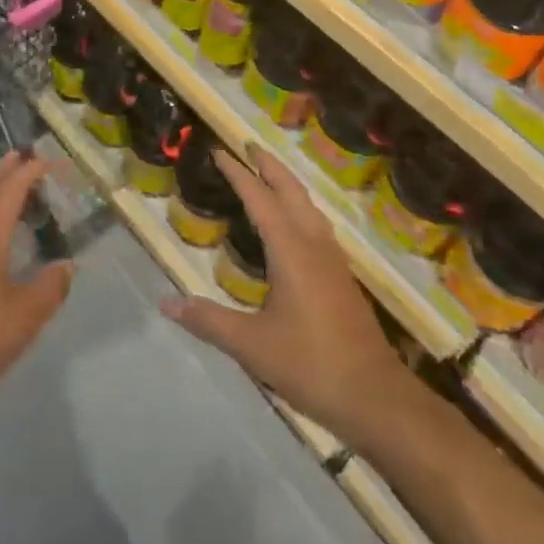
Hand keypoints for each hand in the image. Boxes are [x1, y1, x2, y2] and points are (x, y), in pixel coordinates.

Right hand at [161, 145, 402, 439]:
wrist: (376, 398)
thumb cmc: (311, 364)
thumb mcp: (252, 345)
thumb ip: (208, 320)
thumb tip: (166, 302)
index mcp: (290, 250)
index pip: (260, 198)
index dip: (238, 173)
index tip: (220, 151)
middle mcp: (313, 244)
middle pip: (291, 191)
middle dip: (268, 165)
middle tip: (248, 145)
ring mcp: (333, 260)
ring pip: (308, 206)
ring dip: (287, 183)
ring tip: (268, 174)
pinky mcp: (342, 277)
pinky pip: (317, 225)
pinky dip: (299, 207)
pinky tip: (294, 223)